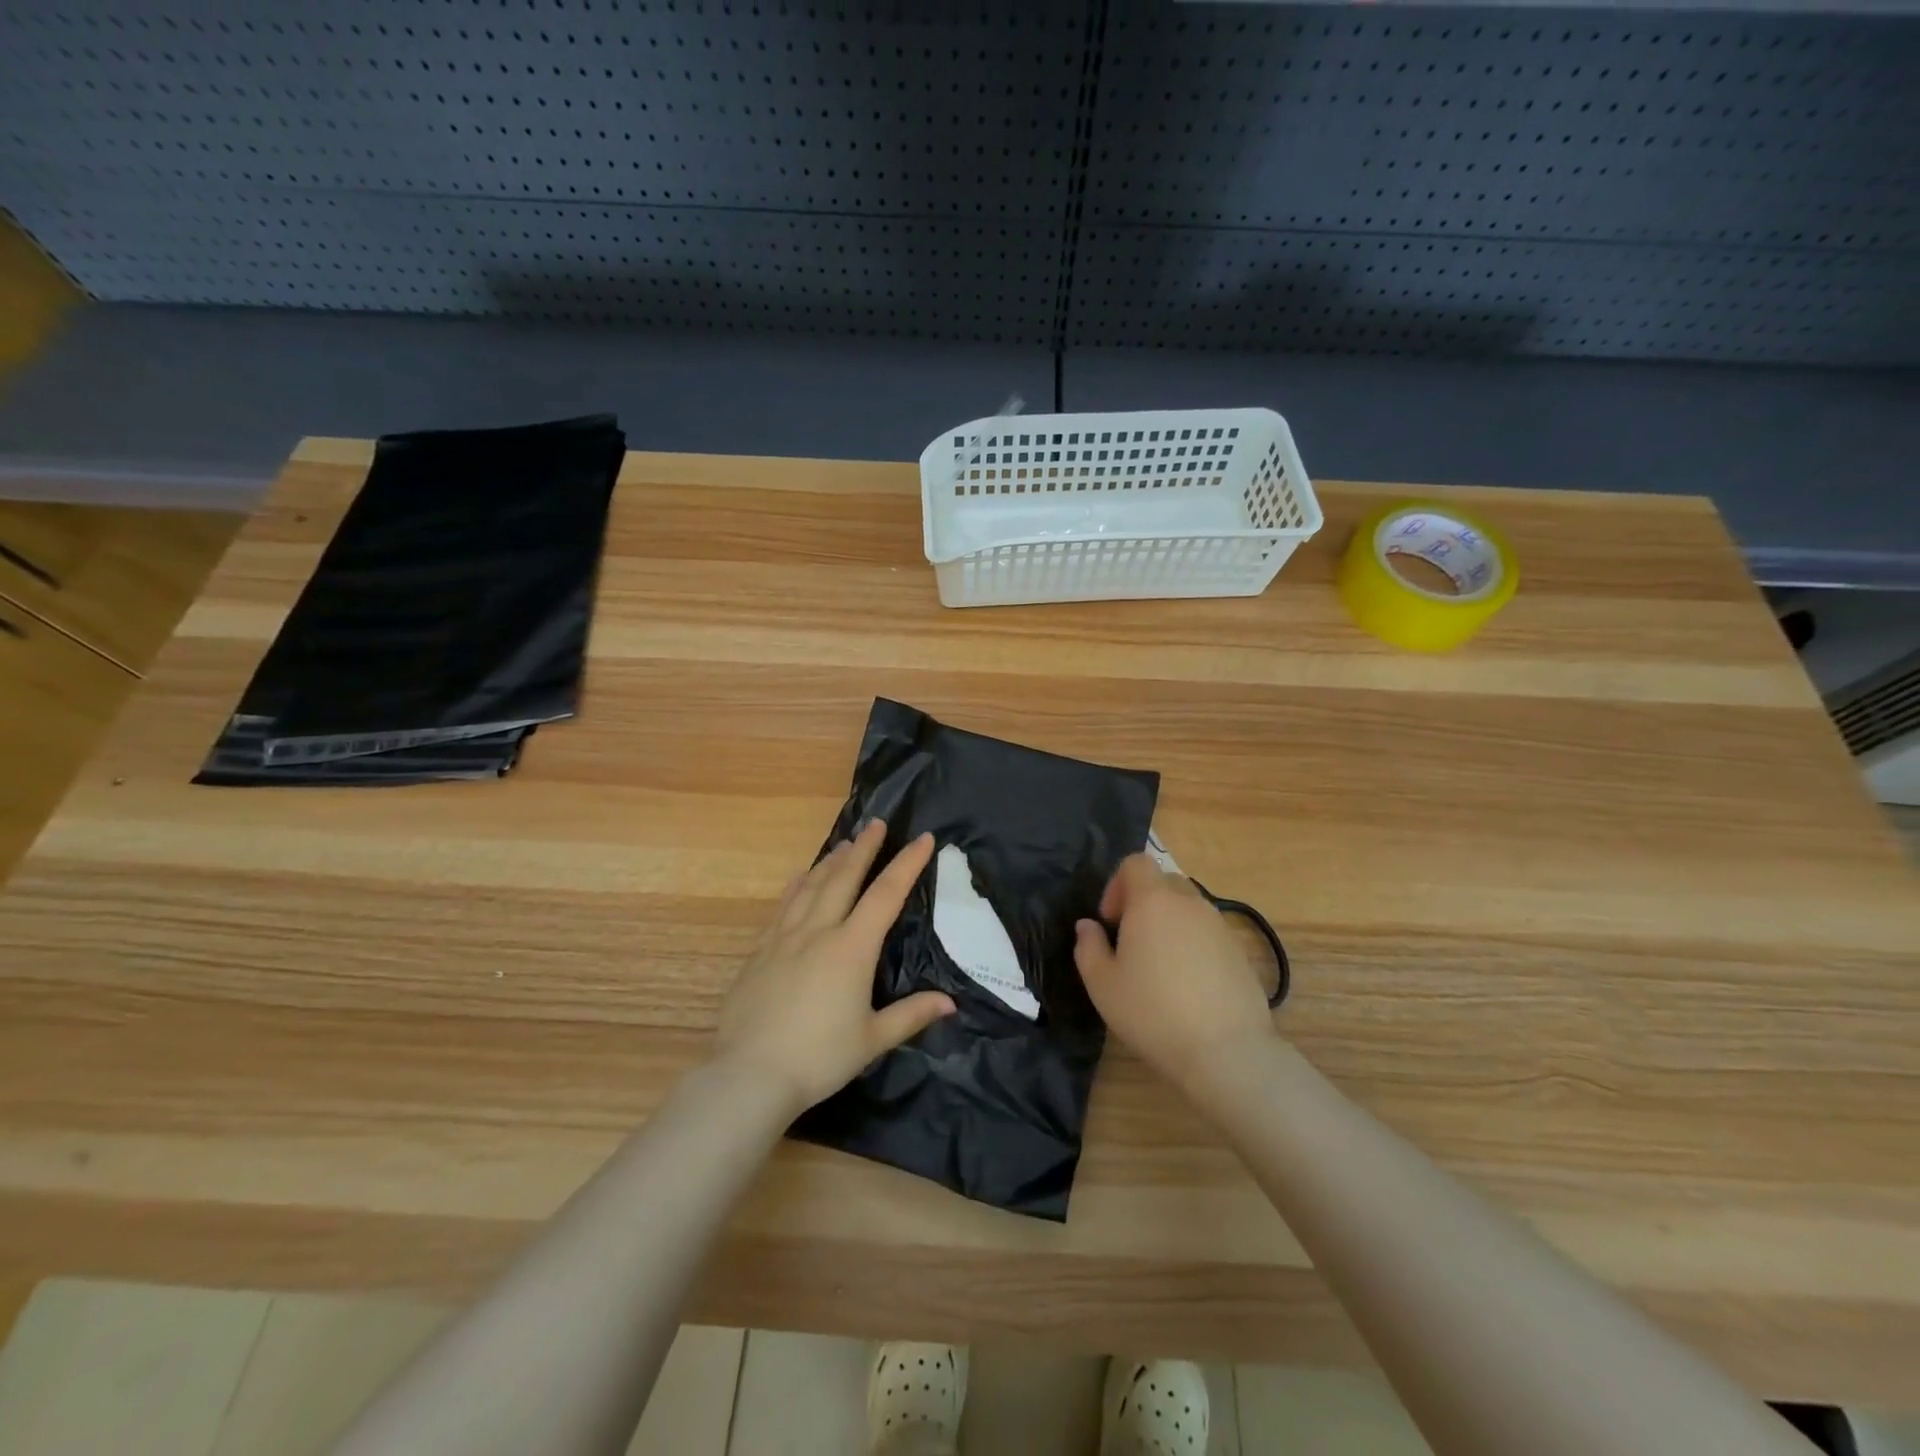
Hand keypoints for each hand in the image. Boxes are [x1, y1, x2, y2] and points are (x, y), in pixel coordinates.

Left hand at [716, 820, 953, 1114]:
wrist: (750, 1074)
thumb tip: (949, 1003)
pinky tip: (800, 877)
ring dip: (831, 860)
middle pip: (844, 878)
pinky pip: (783, 906)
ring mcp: (784, 938)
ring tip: (844, 842)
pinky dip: (797, 885)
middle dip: (864, 848)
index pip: (886, 894)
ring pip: (811, 886)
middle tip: (876, 823)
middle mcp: (818, 931)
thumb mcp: (872, 1039)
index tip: (922, 838)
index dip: (906, 864)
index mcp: (851, 948)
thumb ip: (911, 1015)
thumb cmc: (819, 1057)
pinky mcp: (760, 951)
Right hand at [1074, 853, 1279, 1096]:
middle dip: (1143, 903)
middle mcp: (1189, 903)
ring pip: (1188, 909)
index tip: (1111, 922)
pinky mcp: (1240, 952)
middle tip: (1131, 943)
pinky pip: (1208, 934)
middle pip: (1163, 882)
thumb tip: (1088, 926)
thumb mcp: (1102, 985)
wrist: (1226, 1052)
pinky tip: (1188, 986)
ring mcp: (1220, 926)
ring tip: (1160, 968)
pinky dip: (1193, 946)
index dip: (1117, 885)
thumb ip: (1088, 947)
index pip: (1135, 863)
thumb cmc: (1153, 1012)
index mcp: (1152, 901)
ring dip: (1169, 925)